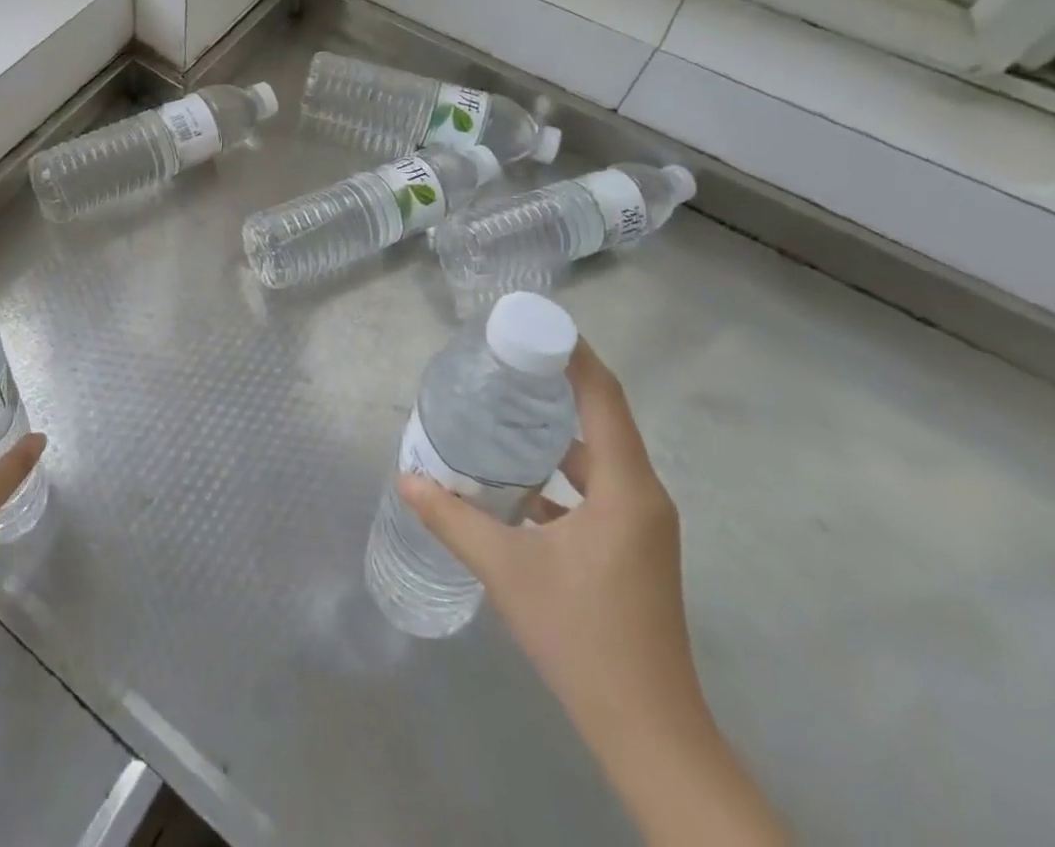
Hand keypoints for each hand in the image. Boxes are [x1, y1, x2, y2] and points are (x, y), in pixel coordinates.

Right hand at [401, 342, 786, 845]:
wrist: (648, 731)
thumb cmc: (583, 638)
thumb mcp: (506, 571)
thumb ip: (453, 518)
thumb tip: (406, 478)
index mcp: (626, 488)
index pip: (603, 395)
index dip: (572, 353)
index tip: (531, 323)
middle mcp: (643, 496)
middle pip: (602, 417)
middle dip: (555, 383)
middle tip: (501, 360)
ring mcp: (642, 524)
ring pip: (598, 455)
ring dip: (555, 429)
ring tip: (502, 407)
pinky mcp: (632, 546)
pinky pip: (597, 486)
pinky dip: (560, 470)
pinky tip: (515, 477)